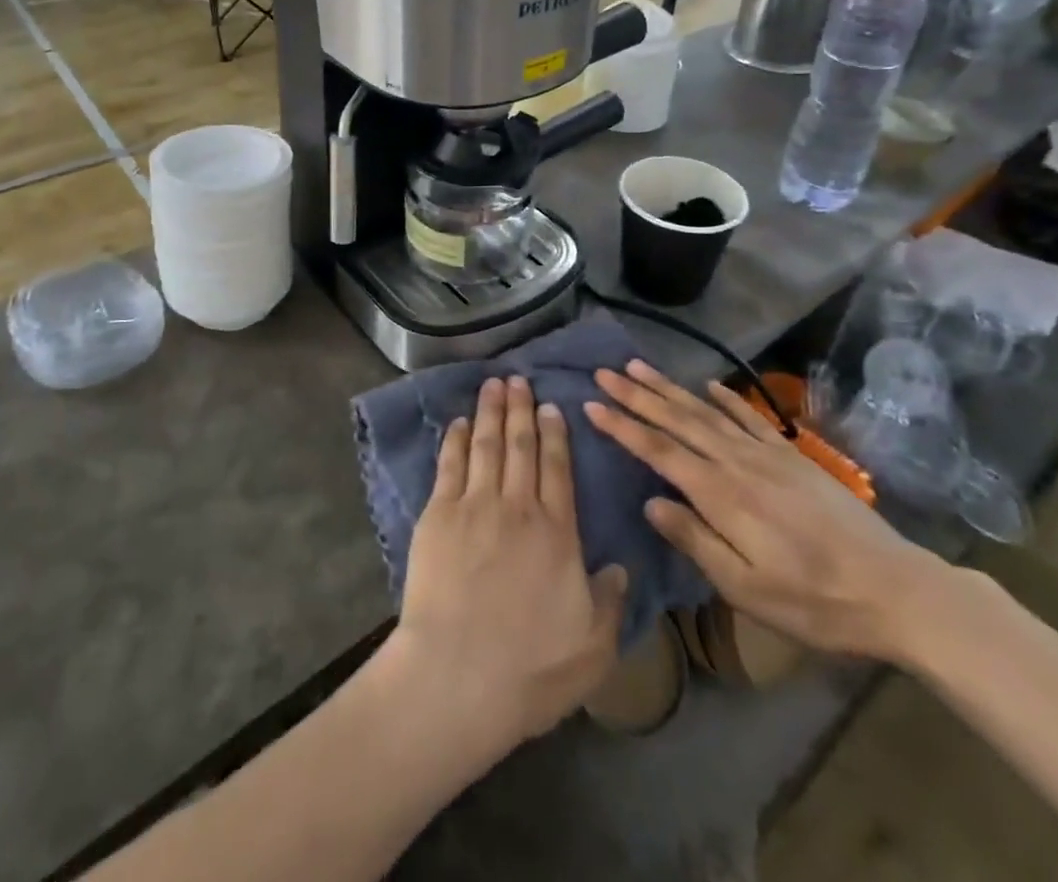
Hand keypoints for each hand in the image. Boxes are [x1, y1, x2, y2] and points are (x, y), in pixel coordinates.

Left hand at [390, 376, 627, 756]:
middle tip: (519, 379)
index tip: (552, 406)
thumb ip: (610, 603)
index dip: (555, 434)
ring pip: (486, 445)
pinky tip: (460, 422)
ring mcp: (474, 507)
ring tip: (493, 383)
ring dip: (491, 411)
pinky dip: (456, 439)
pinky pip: (450, 465)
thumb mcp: (593, 648)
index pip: (558, 469)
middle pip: (520, 446)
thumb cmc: (530, 669)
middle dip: (521, 409)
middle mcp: (517, 508)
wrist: (457, 677)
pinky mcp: (437, 516)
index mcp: (557, 533)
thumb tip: (620, 568)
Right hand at [586, 361, 953, 663]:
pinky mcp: (792, 456)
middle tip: (604, 371)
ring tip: (639, 366)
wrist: (896, 590)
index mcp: (721, 495)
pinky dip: (726, 398)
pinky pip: (750, 418)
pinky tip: (709, 384)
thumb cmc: (815, 602)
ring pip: (707, 412)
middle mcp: (737, 463)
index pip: (659, 451)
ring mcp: (767, 454)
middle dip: (637, 395)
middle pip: (678, 420)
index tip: (592, 404)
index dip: (623, 427)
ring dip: (670, 388)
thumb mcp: (747, 590)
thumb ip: (695, 541)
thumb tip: (650, 503)